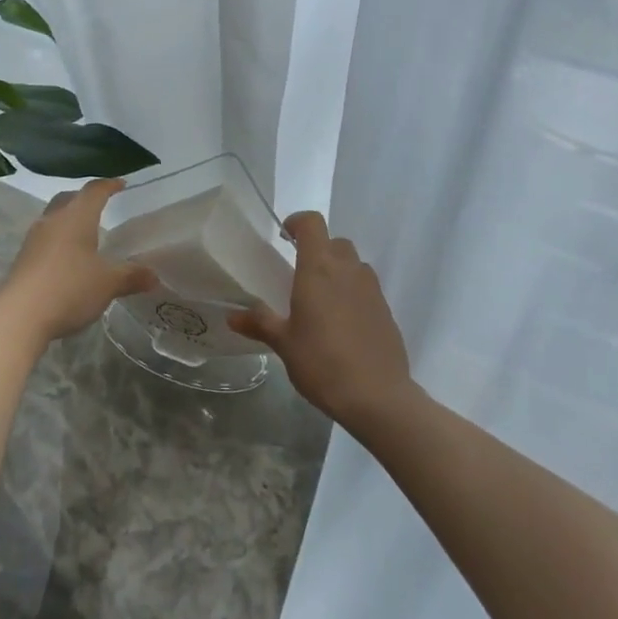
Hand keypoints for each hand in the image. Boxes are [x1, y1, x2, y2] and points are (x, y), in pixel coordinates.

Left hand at [0, 178, 156, 345]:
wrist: (19, 317)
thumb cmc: (70, 289)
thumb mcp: (108, 284)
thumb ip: (131, 276)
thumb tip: (154, 276)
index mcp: (77, 217)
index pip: (94, 191)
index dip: (109, 185)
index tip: (121, 184)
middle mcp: (53, 220)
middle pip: (69, 198)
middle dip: (85, 198)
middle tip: (101, 205)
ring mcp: (34, 239)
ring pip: (54, 217)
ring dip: (69, 219)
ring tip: (84, 232)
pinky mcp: (22, 258)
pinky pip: (44, 238)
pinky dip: (58, 239)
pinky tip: (66, 258)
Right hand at [228, 211, 414, 432]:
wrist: (377, 396)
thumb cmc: (322, 362)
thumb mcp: (284, 343)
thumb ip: (259, 323)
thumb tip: (232, 316)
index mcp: (319, 268)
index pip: (312, 223)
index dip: (298, 222)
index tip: (284, 236)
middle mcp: (348, 269)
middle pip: (335, 242)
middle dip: (318, 249)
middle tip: (300, 272)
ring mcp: (372, 289)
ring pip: (354, 264)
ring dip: (338, 270)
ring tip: (321, 299)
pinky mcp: (386, 310)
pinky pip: (366, 288)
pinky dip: (353, 293)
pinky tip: (342, 323)